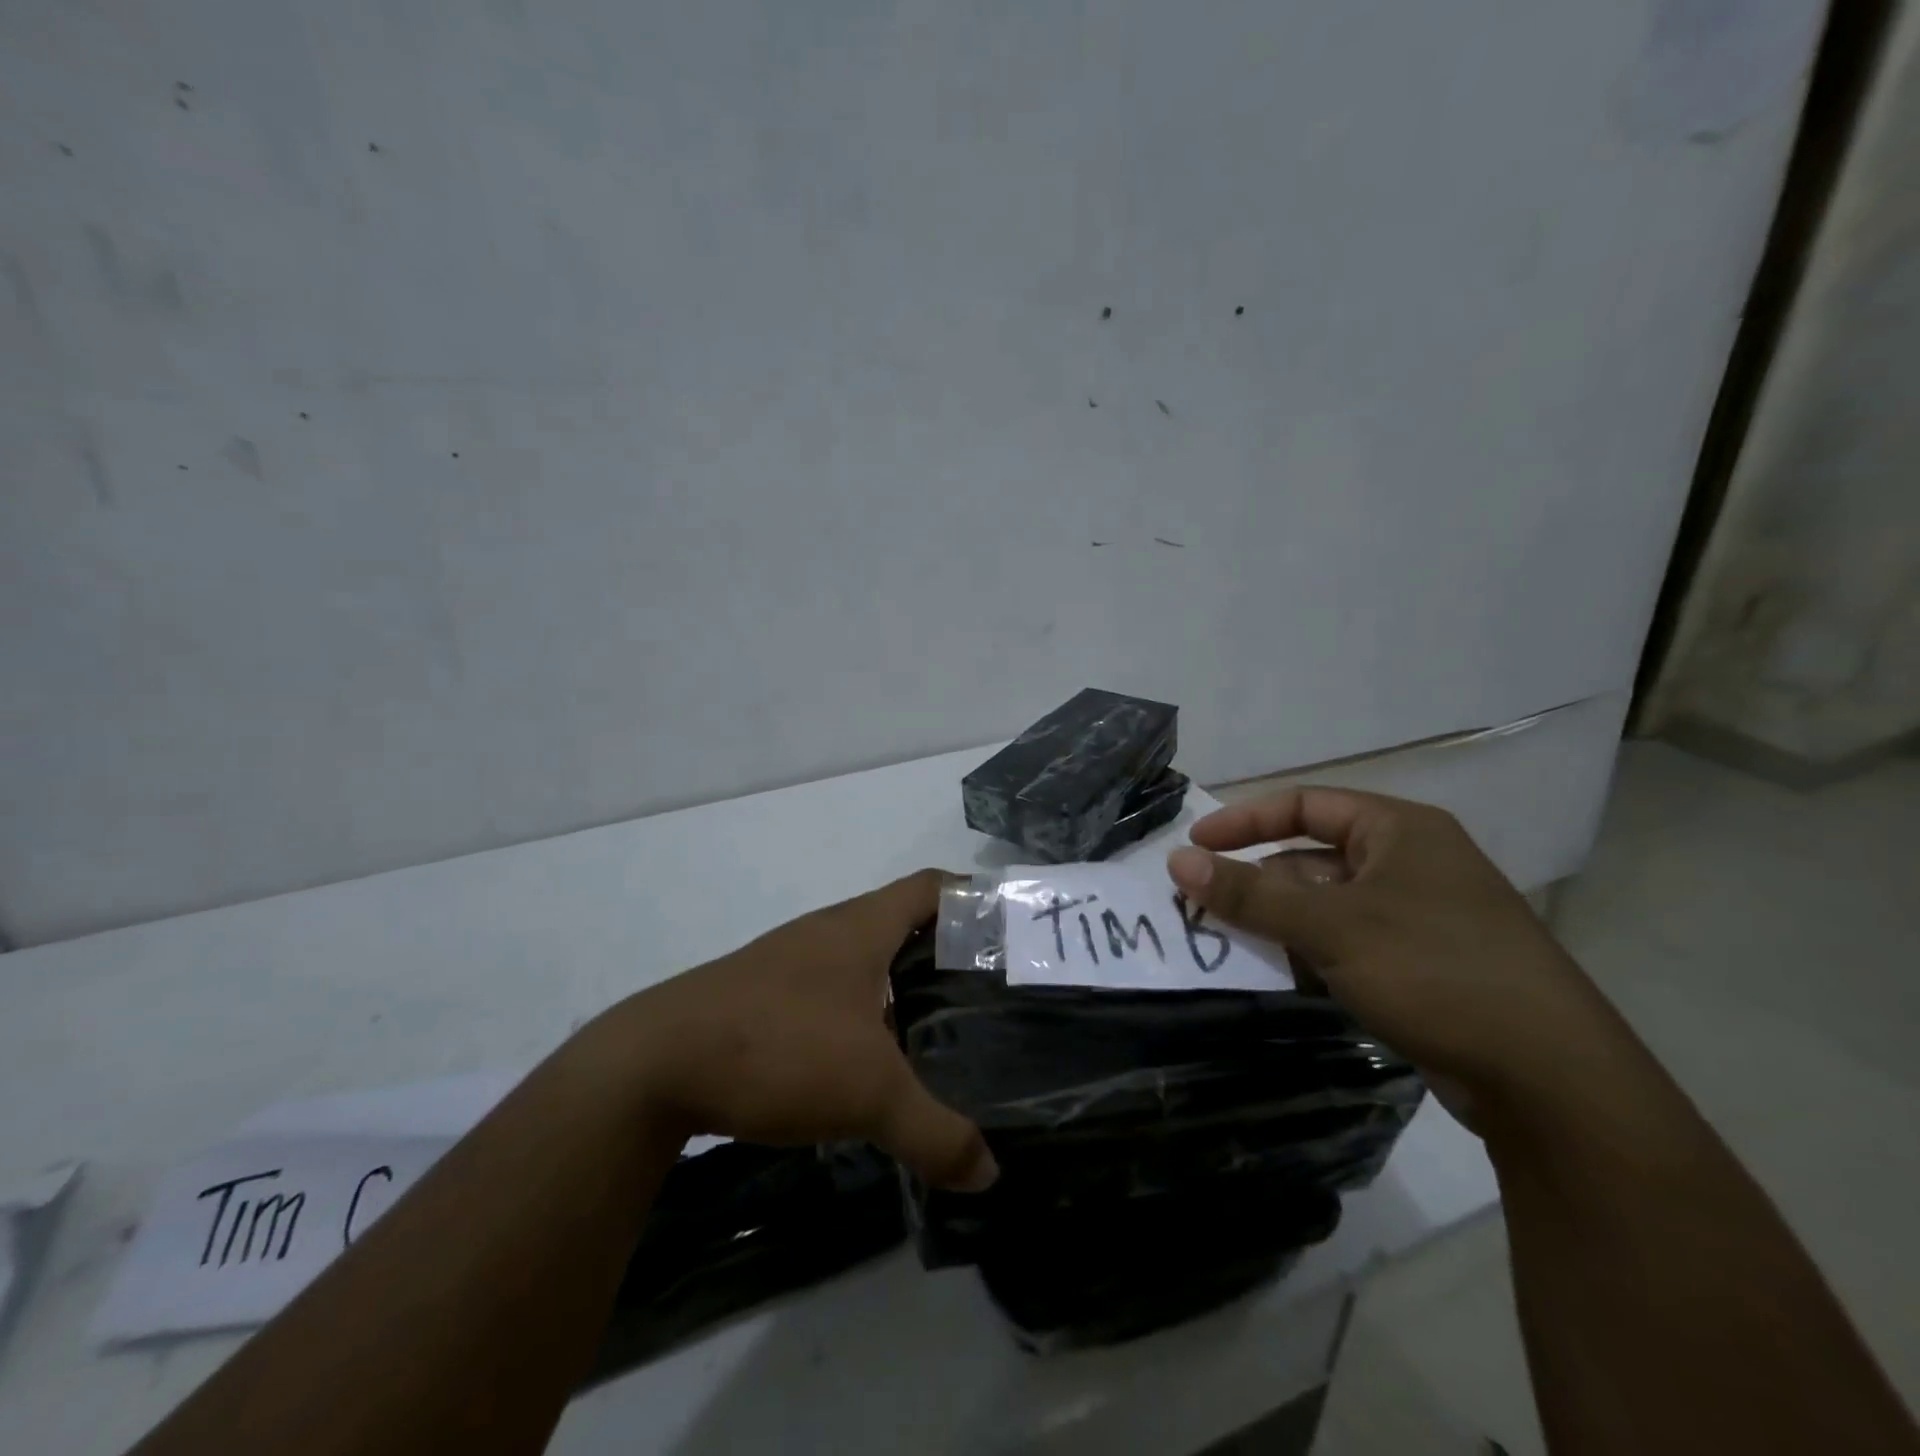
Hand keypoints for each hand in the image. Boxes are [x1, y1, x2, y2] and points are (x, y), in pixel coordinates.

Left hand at [579, 870, 998, 1191]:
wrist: (655, 1065)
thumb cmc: (778, 1047)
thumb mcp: (869, 1093)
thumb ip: (936, 1133)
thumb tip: (989, 1172)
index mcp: (862, 926)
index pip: (933, 887)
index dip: (975, 899)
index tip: (1009, 933)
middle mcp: (828, 930)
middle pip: (902, 920)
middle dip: (945, 950)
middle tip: (987, 992)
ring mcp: (790, 960)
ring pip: (863, 956)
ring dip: (899, 982)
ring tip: (939, 1027)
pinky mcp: (761, 994)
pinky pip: (830, 987)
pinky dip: (860, 1009)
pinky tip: (869, 1057)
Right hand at [1166, 789, 1631, 1116]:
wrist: (1550, 1080)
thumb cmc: (1435, 971)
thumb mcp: (1331, 925)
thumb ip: (1250, 893)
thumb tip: (1176, 861)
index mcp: (1400, 830)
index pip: (1304, 804)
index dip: (1243, 821)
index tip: (1194, 847)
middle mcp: (1410, 863)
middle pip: (1310, 857)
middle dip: (1256, 881)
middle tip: (1200, 904)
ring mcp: (1417, 917)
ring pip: (1324, 906)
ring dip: (1277, 921)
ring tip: (1227, 942)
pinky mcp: (1419, 966)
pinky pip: (1344, 944)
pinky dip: (1307, 953)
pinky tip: (1276, 975)